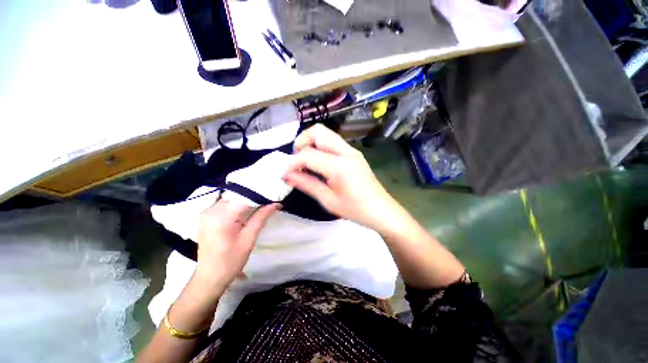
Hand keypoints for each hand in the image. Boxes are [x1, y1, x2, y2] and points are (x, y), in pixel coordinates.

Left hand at [195, 200, 278, 294]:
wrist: (209, 277)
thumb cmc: (230, 261)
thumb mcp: (249, 239)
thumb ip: (261, 217)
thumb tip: (276, 204)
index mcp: (221, 216)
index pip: (244, 197)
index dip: (260, 194)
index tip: (274, 194)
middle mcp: (211, 210)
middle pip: (237, 195)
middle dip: (254, 196)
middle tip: (270, 197)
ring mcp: (207, 213)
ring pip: (232, 198)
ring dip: (247, 200)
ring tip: (262, 202)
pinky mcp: (207, 216)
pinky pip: (226, 204)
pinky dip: (238, 204)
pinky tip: (248, 208)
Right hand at [284, 124, 402, 231]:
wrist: (382, 210)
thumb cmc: (356, 210)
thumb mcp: (328, 200)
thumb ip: (306, 184)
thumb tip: (286, 175)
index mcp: (340, 166)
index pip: (309, 154)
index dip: (293, 162)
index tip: (285, 173)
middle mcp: (346, 152)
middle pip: (318, 131)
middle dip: (302, 142)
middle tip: (297, 162)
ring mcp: (352, 151)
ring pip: (325, 134)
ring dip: (311, 144)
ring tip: (306, 164)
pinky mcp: (354, 154)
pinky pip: (332, 143)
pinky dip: (320, 148)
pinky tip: (319, 165)